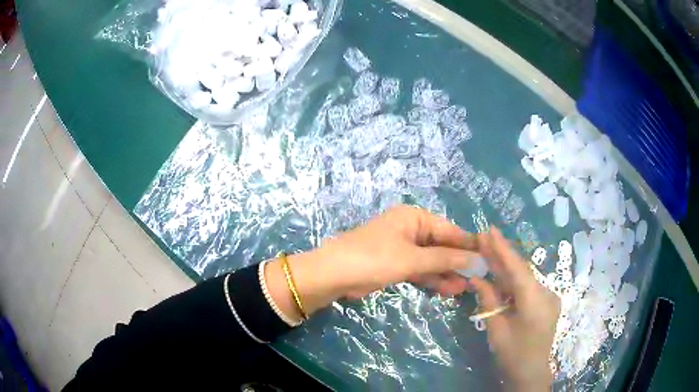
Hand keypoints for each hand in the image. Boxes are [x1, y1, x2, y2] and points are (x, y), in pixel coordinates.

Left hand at [265, 205, 478, 318]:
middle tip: (476, 278)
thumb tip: (476, 260)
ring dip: (446, 274)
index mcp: (414, 217)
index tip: (487, 258)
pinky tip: (447, 290)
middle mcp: (410, 228)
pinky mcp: (395, 264)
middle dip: (457, 263)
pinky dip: (431, 279)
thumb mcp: (412, 259)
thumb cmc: (374, 259)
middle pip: (441, 246)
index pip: (449, 230)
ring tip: (464, 289)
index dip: (468, 245)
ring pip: (431, 260)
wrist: (333, 275)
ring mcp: (402, 247)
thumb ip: (445, 259)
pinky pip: (419, 269)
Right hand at [470, 227, 559, 391]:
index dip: (503, 248)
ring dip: (506, 267)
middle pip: (521, 270)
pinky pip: (527, 287)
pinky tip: (500, 274)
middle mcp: (546, 293)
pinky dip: (513, 281)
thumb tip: (476, 277)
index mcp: (535, 300)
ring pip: (524, 278)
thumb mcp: (496, 328)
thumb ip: (488, 300)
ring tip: (489, 252)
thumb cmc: (512, 354)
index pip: (517, 269)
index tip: (490, 230)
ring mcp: (548, 297)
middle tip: (485, 237)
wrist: (530, 372)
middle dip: (502, 254)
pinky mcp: (546, 302)